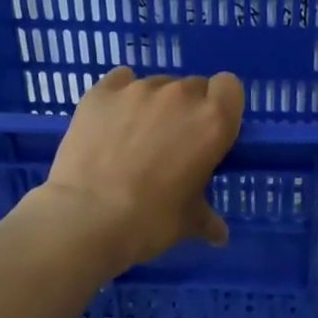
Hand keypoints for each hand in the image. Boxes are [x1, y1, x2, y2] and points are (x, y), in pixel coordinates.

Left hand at [35, 67, 243, 272]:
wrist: (88, 217)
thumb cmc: (152, 221)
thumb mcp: (189, 223)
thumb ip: (208, 220)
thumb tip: (219, 235)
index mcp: (212, 122)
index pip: (230, 88)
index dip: (222, 107)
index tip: (211, 132)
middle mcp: (179, 96)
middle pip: (193, 87)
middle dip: (187, 110)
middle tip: (173, 144)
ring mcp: (137, 89)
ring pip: (156, 85)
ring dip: (154, 105)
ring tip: (136, 139)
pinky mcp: (100, 92)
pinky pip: (120, 81)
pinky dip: (121, 97)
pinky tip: (112, 123)